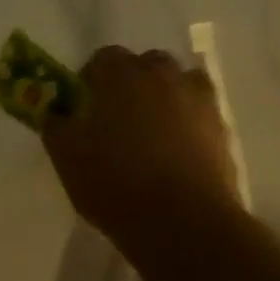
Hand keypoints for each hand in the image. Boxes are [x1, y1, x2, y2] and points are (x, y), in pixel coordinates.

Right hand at [42, 46, 240, 255]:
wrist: (182, 222)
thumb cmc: (114, 184)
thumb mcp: (66, 158)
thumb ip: (56, 126)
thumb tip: (56, 112)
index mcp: (121, 75)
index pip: (103, 58)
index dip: (91, 79)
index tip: (85, 107)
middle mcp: (163, 76)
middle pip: (146, 64)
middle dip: (132, 82)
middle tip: (119, 118)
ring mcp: (198, 100)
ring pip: (179, 84)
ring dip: (165, 97)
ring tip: (153, 133)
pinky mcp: (222, 128)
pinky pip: (201, 113)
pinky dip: (189, 122)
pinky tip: (178, 153)